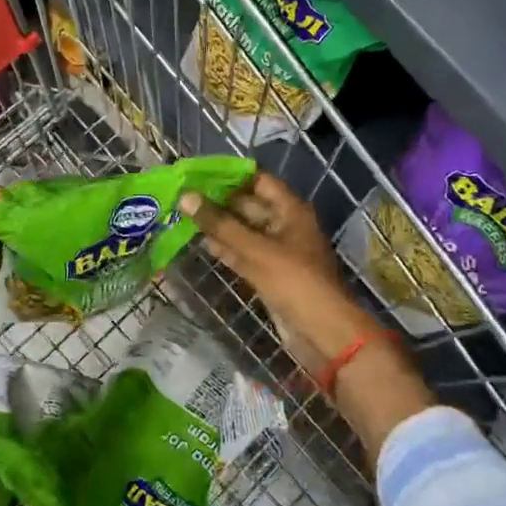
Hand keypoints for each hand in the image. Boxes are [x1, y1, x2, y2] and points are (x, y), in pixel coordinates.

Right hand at [179, 172, 377, 377]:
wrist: (322, 332)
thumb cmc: (294, 281)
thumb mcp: (256, 249)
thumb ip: (220, 224)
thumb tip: (186, 196)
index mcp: (291, 210)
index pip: (258, 180)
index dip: (230, 175)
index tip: (198, 173)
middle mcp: (285, 225)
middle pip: (249, 205)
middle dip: (219, 201)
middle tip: (183, 195)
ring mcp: (277, 251)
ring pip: (244, 231)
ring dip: (219, 225)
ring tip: (185, 216)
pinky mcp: (269, 274)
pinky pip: (245, 254)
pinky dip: (226, 248)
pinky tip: (202, 243)